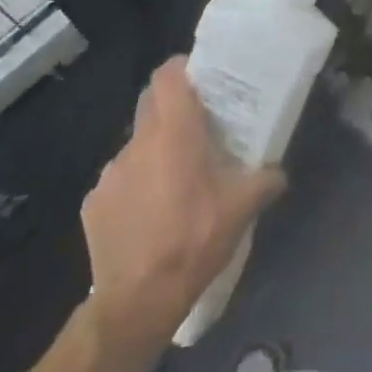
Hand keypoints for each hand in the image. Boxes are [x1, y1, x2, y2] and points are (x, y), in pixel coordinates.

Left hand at [81, 58, 284, 352]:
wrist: (136, 302)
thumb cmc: (194, 240)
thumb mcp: (242, 209)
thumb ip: (264, 180)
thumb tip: (279, 172)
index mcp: (173, 132)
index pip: (167, 75)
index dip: (182, 69)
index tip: (200, 79)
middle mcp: (137, 143)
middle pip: (151, 104)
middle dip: (172, 109)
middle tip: (196, 127)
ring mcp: (110, 174)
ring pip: (136, 146)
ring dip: (154, 154)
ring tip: (175, 183)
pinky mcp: (93, 204)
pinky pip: (119, 182)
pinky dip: (135, 188)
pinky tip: (149, 217)